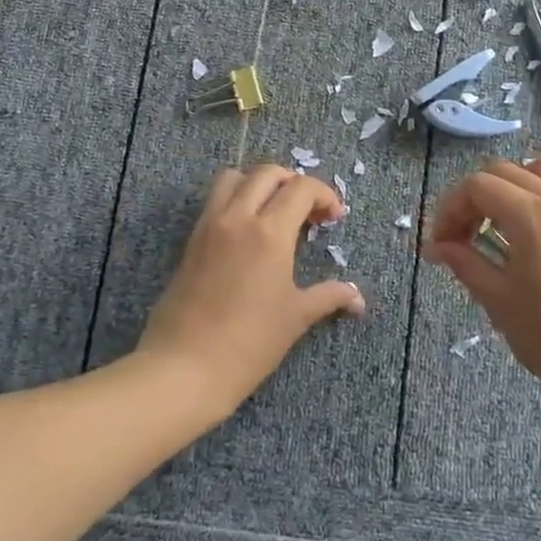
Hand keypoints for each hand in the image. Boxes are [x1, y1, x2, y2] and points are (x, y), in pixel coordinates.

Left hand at [137, 165, 365, 419]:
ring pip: (235, 177)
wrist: (182, 367)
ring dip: (259, 183)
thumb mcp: (295, 318)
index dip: (324, 195)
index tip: (333, 218)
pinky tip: (247, 232)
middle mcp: (238, 217)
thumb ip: (329, 297)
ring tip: (274, 210)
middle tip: (308, 211)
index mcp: (269, 232)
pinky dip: (235, 199)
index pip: (301, 188)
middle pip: (268, 173)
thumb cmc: (247, 343)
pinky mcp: (192, 239)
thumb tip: (358, 298)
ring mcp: (210, 225)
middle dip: (294, 182)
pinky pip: (215, 200)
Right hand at [424, 156, 540, 410]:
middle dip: (475, 198)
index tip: (441, 243)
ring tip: (507, 218)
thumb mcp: (499, 301)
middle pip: (505, 171)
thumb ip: (465, 263)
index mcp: (531, 216)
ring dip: (518, 183)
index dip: (450, 209)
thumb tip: (437, 246)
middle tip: (463, 238)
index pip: (477, 187)